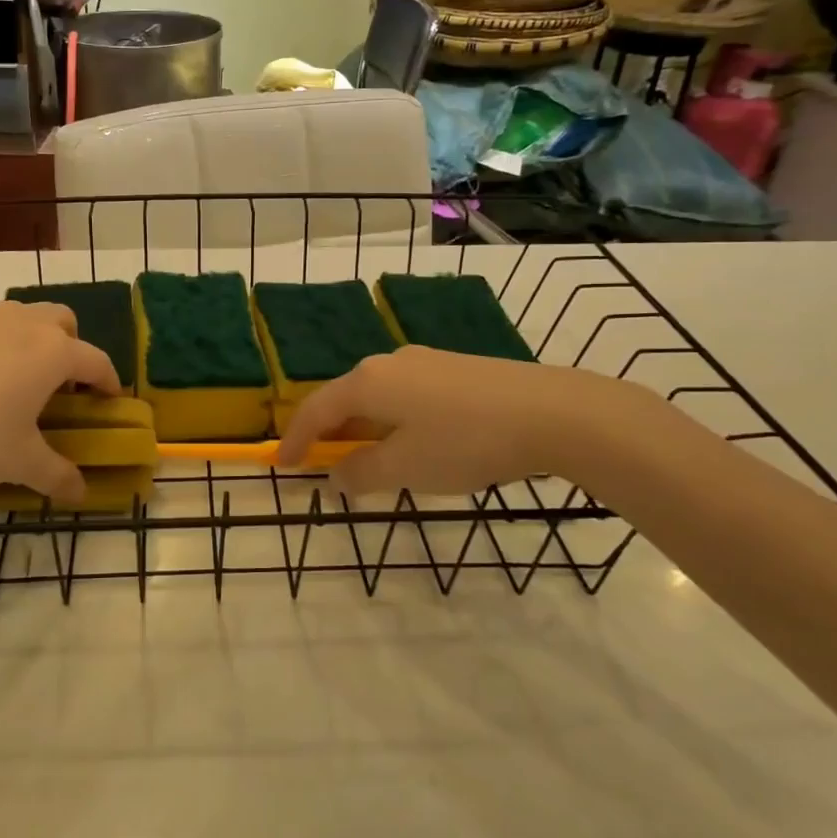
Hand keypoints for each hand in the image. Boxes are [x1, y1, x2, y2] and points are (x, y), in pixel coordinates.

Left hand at [0, 301, 119, 505]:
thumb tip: (81, 496)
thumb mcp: (20, 463)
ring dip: (31, 341)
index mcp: (53, 353)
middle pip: (63, 322)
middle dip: (71, 348)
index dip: (108, 382)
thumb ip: (58, 476)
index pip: (96, 361)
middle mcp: (23, 324)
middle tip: (59, 386)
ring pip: (22, 317)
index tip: (108, 401)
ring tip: (14, 380)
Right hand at [275, 345, 640, 495]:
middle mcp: (389, 362)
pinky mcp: (456, 369)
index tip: (283, 466)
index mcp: (368, 381)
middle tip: (325, 465)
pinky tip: (416, 443)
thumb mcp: (406, 467)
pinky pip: (407, 395)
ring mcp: (426, 362)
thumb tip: (335, 475)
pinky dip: (395, 421)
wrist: (553, 412)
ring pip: (379, 397)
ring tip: (371, 460)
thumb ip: (362, 472)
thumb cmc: (466, 442)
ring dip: (365, 428)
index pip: (316, 409)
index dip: (296, 439)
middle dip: (331, 433)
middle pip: (345, 398)